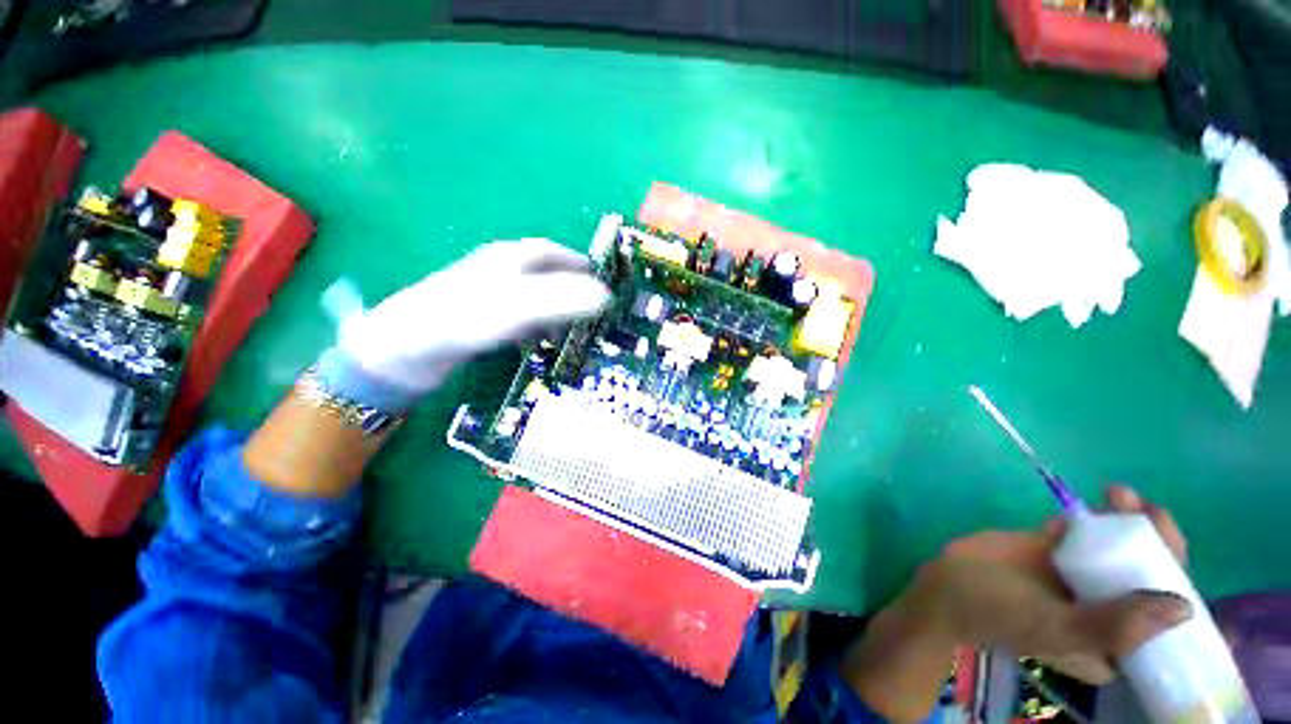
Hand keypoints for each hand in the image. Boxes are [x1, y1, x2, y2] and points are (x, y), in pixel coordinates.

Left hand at [337, 239, 609, 392]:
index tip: (599, 280)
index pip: (550, 253)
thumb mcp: (517, 308)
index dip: (576, 263)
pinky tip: (536, 339)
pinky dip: (533, 323)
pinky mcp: (476, 317)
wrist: (402, 349)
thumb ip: (561, 300)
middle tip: (592, 307)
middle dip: (568, 286)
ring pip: (529, 294)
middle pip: (541, 272)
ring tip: (572, 326)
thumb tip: (606, 296)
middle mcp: (497, 270)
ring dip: (553, 306)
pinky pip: (515, 314)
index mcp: (508, 258)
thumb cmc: (462, 319)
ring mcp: (485, 294)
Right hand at [915, 485, 1191, 683]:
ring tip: (1119, 493)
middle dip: (1157, 541)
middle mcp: (1106, 610)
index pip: (1163, 622)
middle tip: (1150, 510)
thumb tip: (1182, 608)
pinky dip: (1093, 516)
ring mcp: (1081, 578)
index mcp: (1114, 643)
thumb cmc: (998, 615)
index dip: (1181, 589)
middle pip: (1147, 577)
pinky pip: (1085, 532)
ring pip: (1120, 550)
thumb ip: (1112, 625)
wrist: (946, 584)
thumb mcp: (1054, 628)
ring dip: (1128, 520)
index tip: (1178, 554)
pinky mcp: (1056, 551)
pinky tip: (1090, 504)